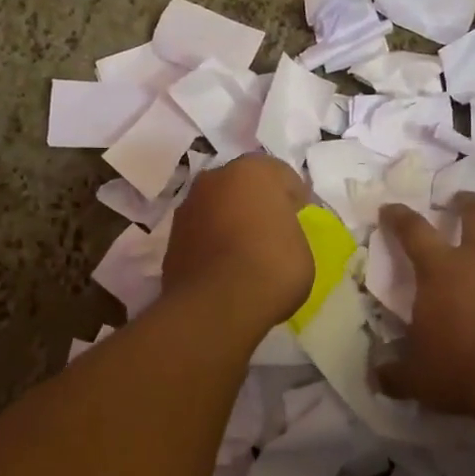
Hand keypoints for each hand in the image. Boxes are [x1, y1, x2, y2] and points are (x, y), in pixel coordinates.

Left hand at [162, 155, 313, 327]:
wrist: (216, 305)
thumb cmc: (272, 267)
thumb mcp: (303, 247)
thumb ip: (288, 229)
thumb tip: (277, 232)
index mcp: (253, 170)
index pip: (283, 177)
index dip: (294, 200)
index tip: (300, 222)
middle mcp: (215, 178)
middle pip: (244, 186)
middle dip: (257, 204)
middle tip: (273, 233)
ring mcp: (188, 206)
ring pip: (218, 207)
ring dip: (230, 221)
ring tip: (246, 254)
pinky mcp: (171, 236)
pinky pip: (202, 233)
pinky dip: (212, 243)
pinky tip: (225, 268)